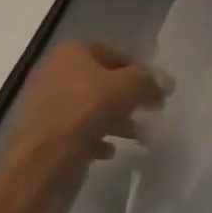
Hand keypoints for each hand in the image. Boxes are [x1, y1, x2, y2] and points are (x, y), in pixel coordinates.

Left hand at [0, 42, 169, 212]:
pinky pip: (77, 132)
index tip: (157, 87)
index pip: (114, 53)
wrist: (44, 159)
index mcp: (72, 53)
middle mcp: (55, 73)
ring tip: (139, 136)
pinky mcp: (45, 134)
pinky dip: (96, 138)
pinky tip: (109, 151)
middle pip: (102, 81)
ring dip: (117, 120)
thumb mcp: (129, 87)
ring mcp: (47, 105)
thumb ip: (150, 81)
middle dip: (129, 97)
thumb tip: (167, 82)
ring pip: (91, 108)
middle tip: (151, 109)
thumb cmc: (87, 111)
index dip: (139, 69)